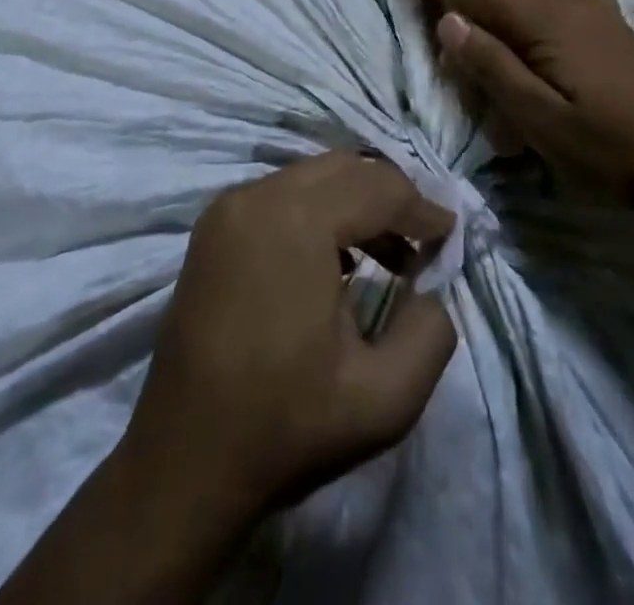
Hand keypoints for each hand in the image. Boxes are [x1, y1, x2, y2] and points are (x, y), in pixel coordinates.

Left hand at [119, 152, 457, 526]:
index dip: (421, 207)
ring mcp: (228, 207)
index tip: (450, 234)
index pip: (377, 188)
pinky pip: (281, 194)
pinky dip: (319, 210)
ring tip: (388, 254)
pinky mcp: (213, 226)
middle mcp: (258, 196)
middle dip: (391, 196)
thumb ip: (431, 334)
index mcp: (295, 221)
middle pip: (345, 169)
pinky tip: (337, 259)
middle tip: (422, 239)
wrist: (183, 464)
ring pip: (312, 177)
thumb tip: (431, 289)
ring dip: (355, 202)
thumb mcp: (384, 400)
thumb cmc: (284, 427)